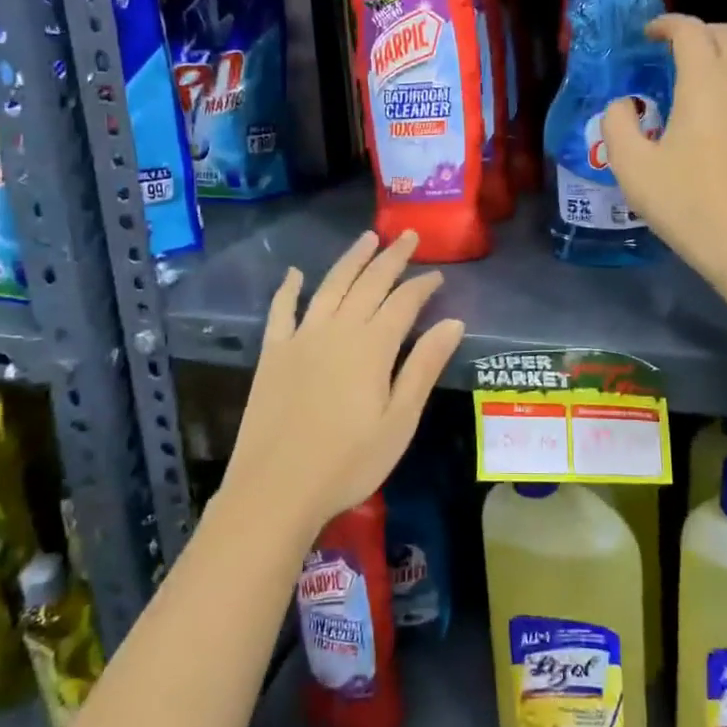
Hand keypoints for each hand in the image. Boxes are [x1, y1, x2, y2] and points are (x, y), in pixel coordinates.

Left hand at [222, 230, 464, 539]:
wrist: (275, 490)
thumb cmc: (348, 462)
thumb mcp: (400, 421)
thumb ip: (424, 366)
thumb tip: (453, 321)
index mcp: (372, 346)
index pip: (403, 302)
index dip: (422, 285)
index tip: (437, 274)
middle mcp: (337, 330)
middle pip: (369, 283)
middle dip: (392, 257)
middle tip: (409, 236)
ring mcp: (300, 338)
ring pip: (330, 286)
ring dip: (351, 260)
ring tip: (367, 238)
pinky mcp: (273, 354)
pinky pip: (281, 311)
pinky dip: (289, 288)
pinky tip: (295, 273)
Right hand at [603, 15, 726, 282]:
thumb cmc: (686, 202)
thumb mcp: (632, 166)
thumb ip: (618, 124)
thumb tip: (624, 105)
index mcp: (705, 83)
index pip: (690, 30)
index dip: (666, 24)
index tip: (647, 35)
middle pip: (724, 35)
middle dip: (694, 33)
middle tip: (666, 54)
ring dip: (714, 60)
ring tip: (686, 85)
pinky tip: (712, 120)